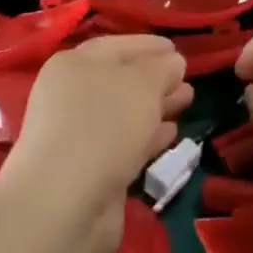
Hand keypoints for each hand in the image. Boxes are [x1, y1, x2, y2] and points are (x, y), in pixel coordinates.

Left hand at [3, 35, 191, 252]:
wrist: (64, 207)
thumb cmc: (102, 127)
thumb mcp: (142, 84)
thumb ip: (162, 68)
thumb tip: (173, 63)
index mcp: (74, 65)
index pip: (117, 46)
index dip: (149, 45)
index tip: (178, 48)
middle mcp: (71, 97)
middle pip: (121, 80)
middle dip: (157, 79)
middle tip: (188, 80)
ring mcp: (78, 136)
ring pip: (125, 114)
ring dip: (156, 107)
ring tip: (188, 102)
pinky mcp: (89, 171)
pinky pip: (125, 144)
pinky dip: (148, 137)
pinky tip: (172, 134)